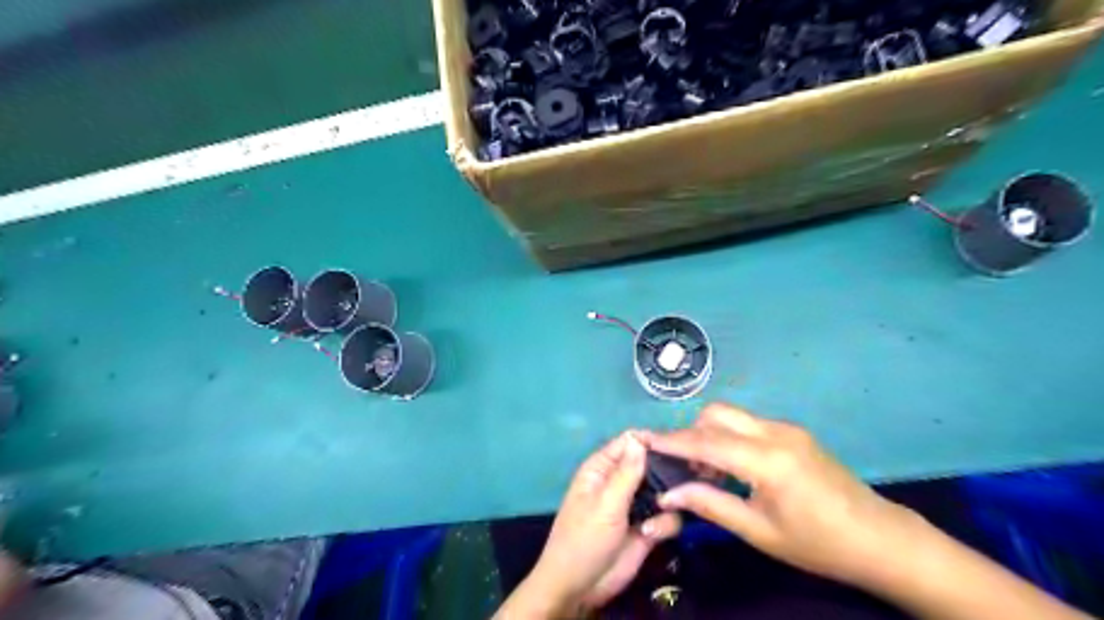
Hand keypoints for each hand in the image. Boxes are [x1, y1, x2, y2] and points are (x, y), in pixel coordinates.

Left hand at [499, 431, 682, 615]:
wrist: (580, 589)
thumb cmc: (584, 539)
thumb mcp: (605, 504)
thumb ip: (626, 473)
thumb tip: (639, 439)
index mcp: (603, 468)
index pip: (629, 442)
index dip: (651, 440)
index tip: (676, 446)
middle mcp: (621, 482)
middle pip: (652, 464)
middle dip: (668, 471)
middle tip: (686, 478)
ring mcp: (636, 505)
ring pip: (665, 490)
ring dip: (669, 500)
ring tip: (661, 511)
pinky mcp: (648, 528)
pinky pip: (667, 516)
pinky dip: (666, 523)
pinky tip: (652, 535)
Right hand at [645, 401, 923, 585]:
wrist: (880, 539)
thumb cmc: (818, 544)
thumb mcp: (759, 531)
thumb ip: (710, 505)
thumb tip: (669, 494)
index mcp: (768, 460)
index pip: (706, 441)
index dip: (671, 440)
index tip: (642, 439)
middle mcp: (775, 433)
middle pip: (717, 414)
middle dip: (691, 432)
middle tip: (683, 465)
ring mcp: (787, 429)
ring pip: (732, 415)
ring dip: (711, 434)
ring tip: (709, 471)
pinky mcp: (793, 432)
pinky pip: (749, 424)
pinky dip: (730, 437)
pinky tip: (734, 468)